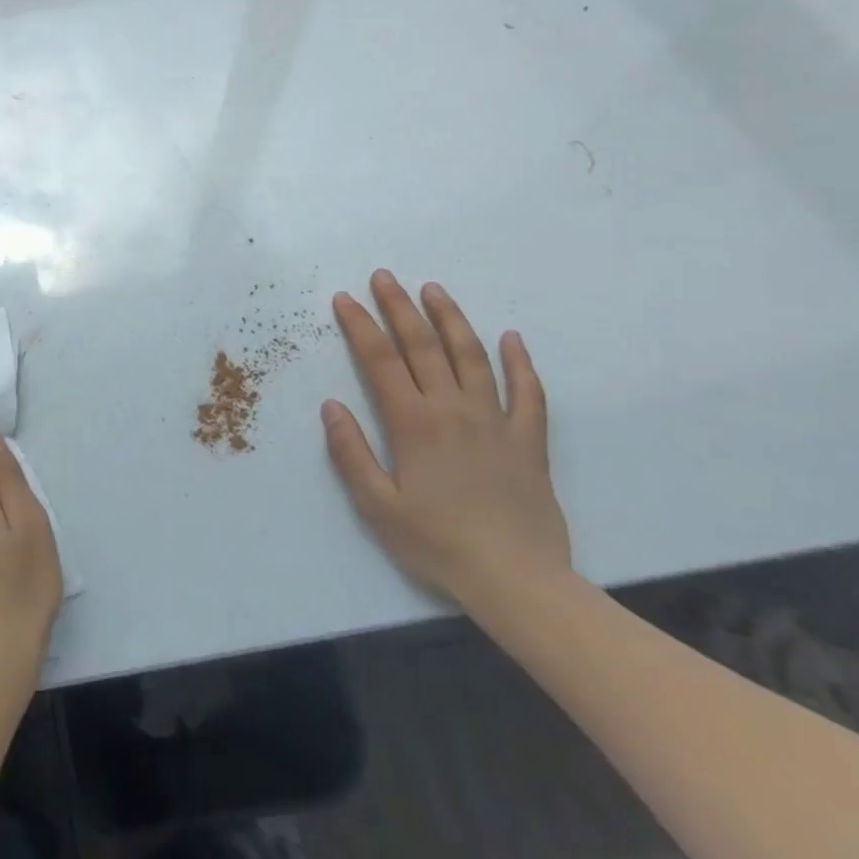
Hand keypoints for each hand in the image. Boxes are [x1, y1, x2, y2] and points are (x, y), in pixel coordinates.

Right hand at [322, 271, 570, 605]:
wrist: (518, 581)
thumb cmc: (438, 543)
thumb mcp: (377, 505)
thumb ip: (350, 452)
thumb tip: (331, 406)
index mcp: (413, 423)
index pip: (380, 360)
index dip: (360, 325)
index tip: (345, 299)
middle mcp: (453, 410)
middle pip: (422, 346)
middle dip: (398, 307)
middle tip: (383, 276)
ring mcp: (495, 421)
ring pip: (471, 356)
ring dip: (450, 319)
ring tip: (433, 290)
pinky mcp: (528, 440)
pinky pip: (528, 393)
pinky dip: (520, 363)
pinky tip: (511, 339)